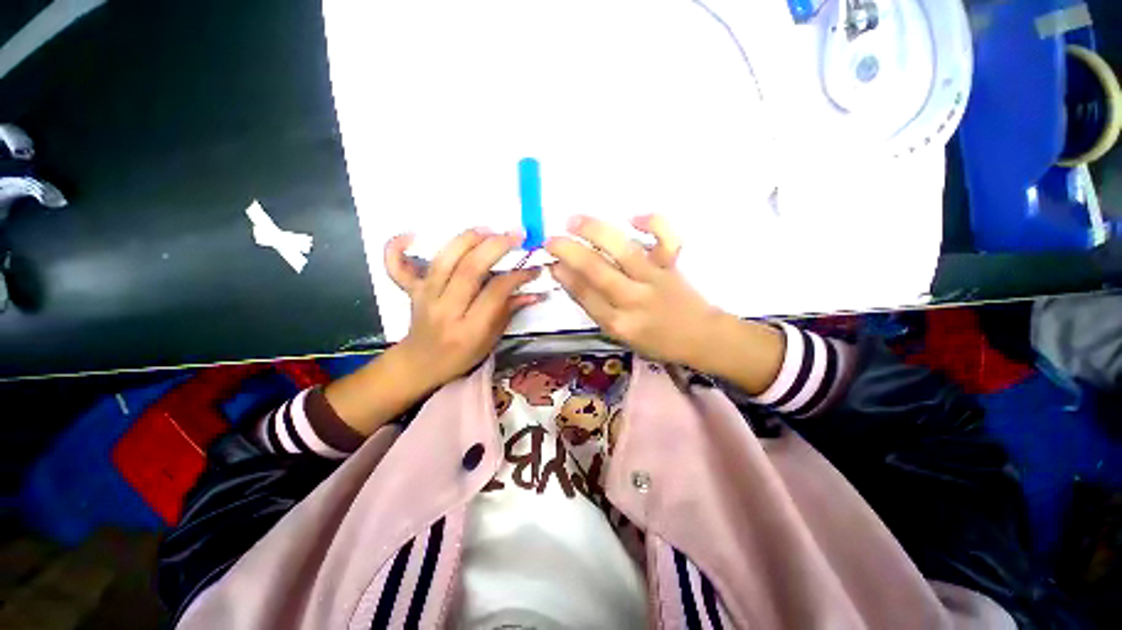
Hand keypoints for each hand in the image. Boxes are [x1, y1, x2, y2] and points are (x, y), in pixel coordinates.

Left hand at [385, 229, 541, 389]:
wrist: (422, 363)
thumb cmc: (461, 355)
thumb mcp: (491, 339)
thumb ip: (509, 311)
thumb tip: (534, 292)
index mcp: (469, 329)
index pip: (495, 293)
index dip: (517, 276)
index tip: (533, 267)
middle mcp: (445, 310)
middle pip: (469, 270)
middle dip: (495, 247)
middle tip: (516, 236)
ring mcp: (424, 298)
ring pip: (443, 260)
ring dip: (467, 239)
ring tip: (488, 229)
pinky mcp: (411, 291)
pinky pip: (397, 268)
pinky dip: (396, 248)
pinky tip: (411, 234)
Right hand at [545, 215, 723, 367]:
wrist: (701, 337)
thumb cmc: (656, 340)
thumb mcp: (620, 335)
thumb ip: (596, 307)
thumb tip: (569, 275)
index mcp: (619, 324)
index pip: (585, 296)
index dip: (565, 276)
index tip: (550, 261)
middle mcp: (635, 300)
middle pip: (598, 271)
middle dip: (570, 252)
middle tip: (551, 240)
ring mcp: (656, 280)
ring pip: (624, 251)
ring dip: (596, 233)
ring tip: (573, 221)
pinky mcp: (673, 266)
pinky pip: (667, 240)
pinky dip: (653, 223)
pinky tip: (633, 217)